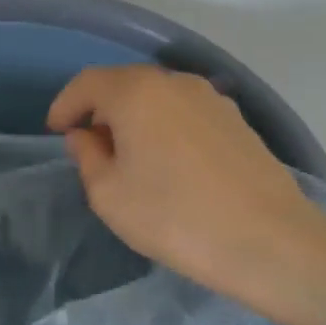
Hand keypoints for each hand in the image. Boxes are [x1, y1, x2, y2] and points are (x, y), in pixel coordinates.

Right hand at [47, 65, 325, 324]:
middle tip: (88, 145)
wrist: (270, 242)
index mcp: (137, 93)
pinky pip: (185, 112)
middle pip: (124, 84)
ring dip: (134, 118)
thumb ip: (88, 157)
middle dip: (100, 110)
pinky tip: (167, 162)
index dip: (66, 104)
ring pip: (157, 98)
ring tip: (128, 156)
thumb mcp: (109, 195)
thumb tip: (86, 136)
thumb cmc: (174, 217)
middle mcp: (174, 83)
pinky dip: (164, 126)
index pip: (88, 83)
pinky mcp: (237, 121)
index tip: (56, 131)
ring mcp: (212, 99)